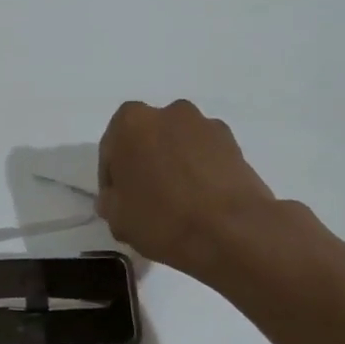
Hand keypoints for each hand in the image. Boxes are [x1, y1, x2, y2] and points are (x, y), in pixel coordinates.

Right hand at [97, 100, 277, 280]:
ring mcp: (205, 125)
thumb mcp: (117, 218)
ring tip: (177, 201)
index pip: (111, 148)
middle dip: (144, 163)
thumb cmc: (162, 219)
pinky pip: (205, 155)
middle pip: (147, 139)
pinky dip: (199, 171)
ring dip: (173, 164)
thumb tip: (118, 196)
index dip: (111, 177)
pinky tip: (201, 201)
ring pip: (178, 145)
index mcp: (131, 123)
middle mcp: (168, 112)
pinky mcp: (234, 143)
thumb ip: (110, 200)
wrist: (232, 231)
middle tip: (145, 198)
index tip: (117, 201)